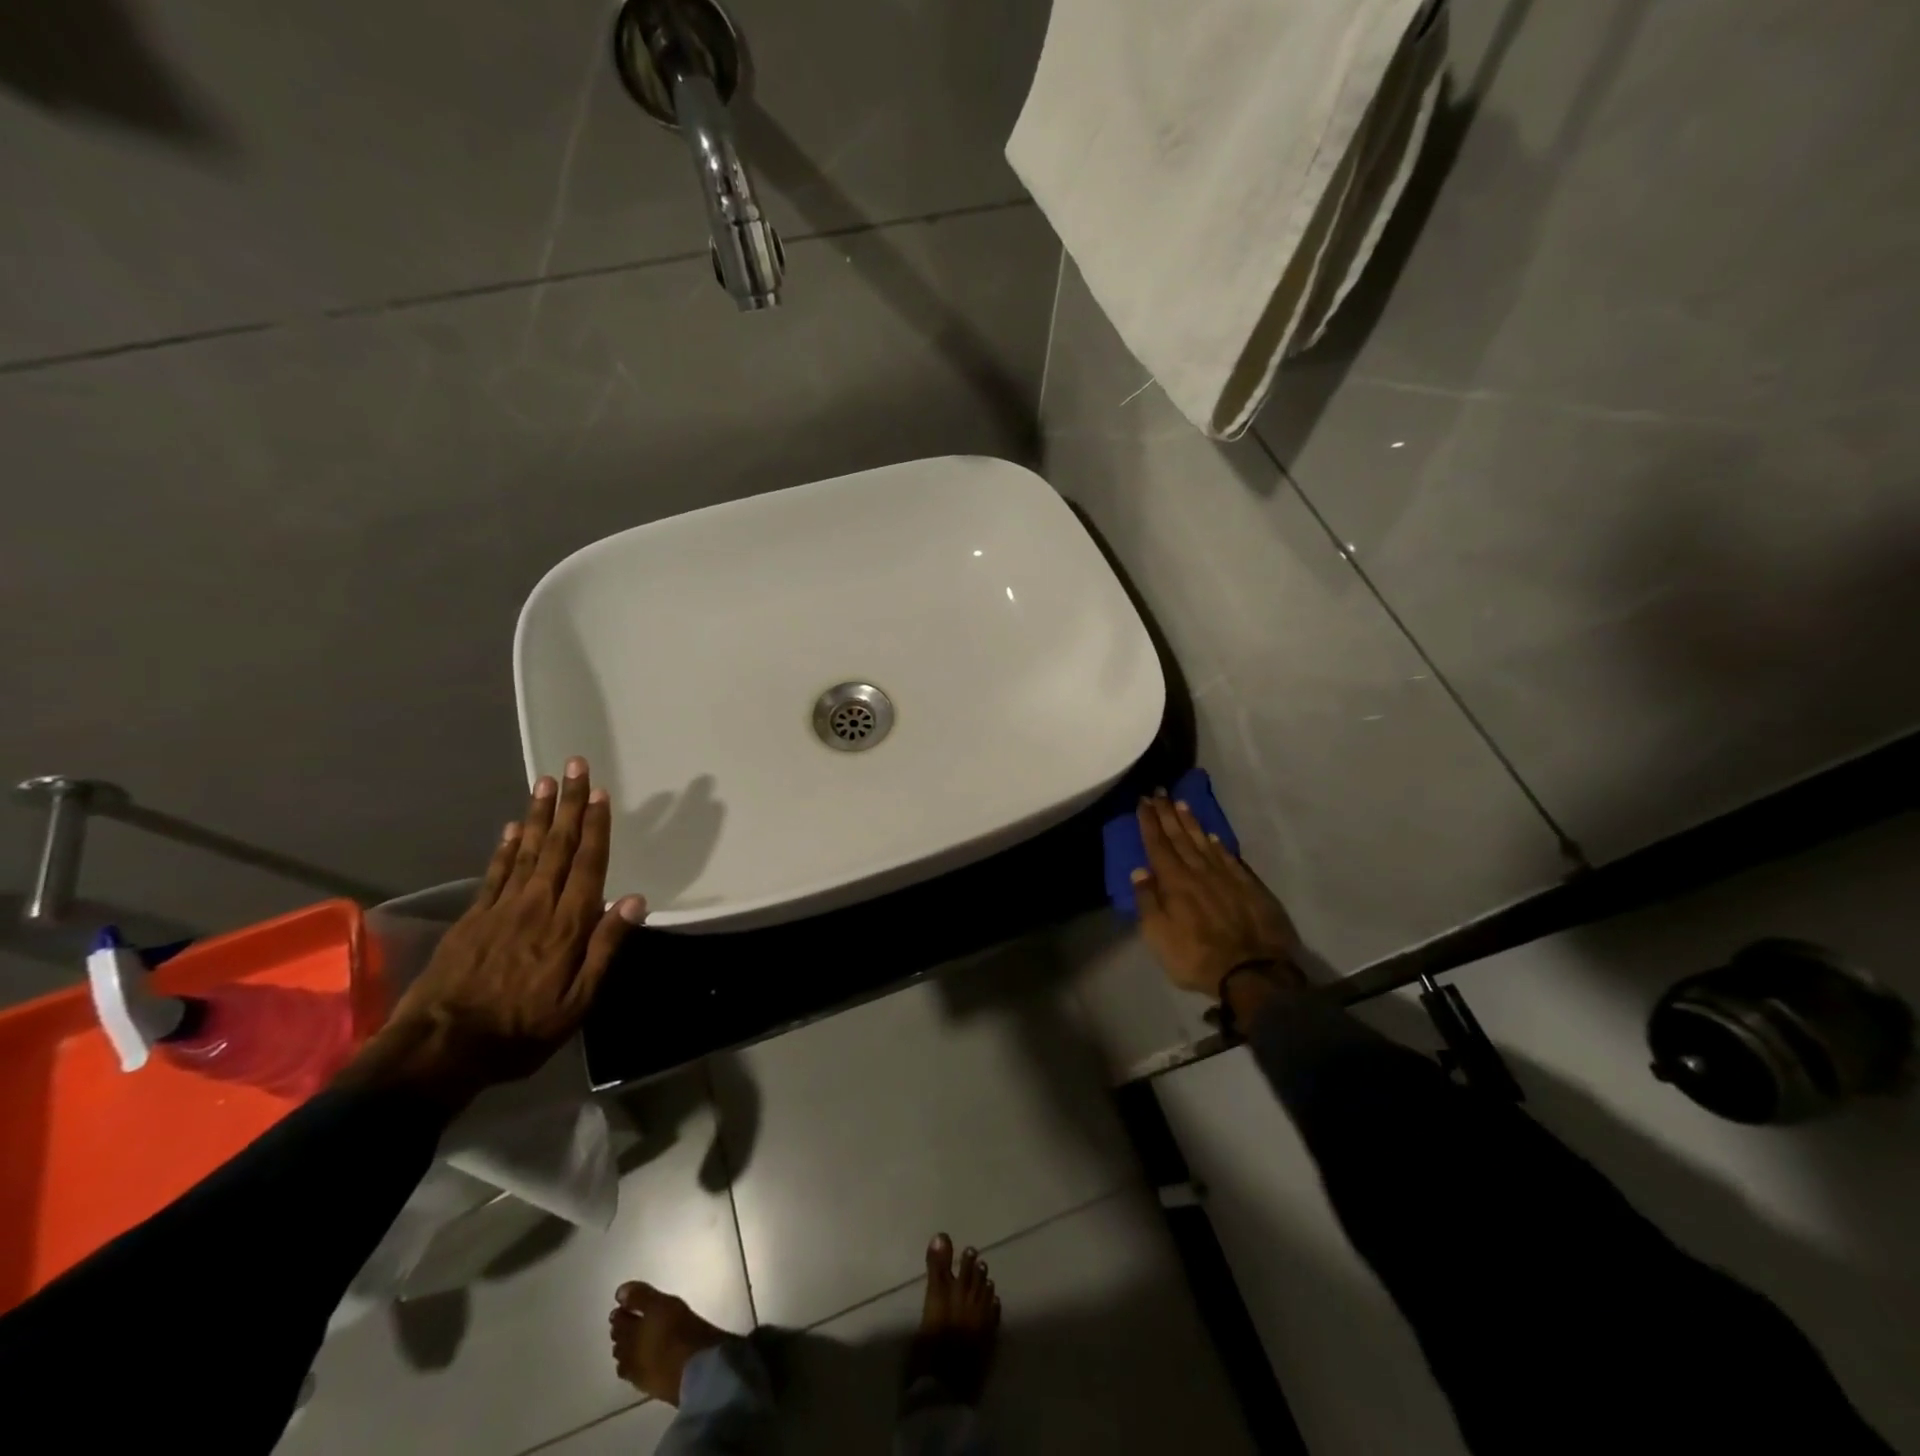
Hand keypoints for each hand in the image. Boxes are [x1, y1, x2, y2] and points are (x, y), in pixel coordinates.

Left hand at [347, 757, 647, 1108]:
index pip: (587, 864)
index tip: (600, 793)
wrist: (439, 1050)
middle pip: (557, 845)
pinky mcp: (473, 919)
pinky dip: (505, 847)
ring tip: (546, 781)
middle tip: (574, 765)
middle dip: (569, 804)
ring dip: (538, 814)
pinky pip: (494, 873)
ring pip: (526, 850)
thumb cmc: (521, 1031)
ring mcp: (500, 909)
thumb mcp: (578, 1002)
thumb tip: (635, 899)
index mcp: (567, 925)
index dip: (596, 827)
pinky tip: (511, 827)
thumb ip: (606, 948)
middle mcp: (536, 905)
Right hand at [1133, 793, 1302, 1000]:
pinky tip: (1213, 835)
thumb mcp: (1158, 936)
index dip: (1149, 823)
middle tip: (1159, 792)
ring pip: (1204, 841)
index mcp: (1174, 882)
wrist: (1253, 972)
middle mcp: (1199, 871)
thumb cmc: (1196, 957)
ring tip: (1181, 803)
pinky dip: (1218, 843)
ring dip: (1191, 822)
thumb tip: (1140, 871)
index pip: (1158, 845)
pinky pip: (1229, 856)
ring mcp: (1226, 876)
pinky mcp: (1248, 886)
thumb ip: (1147, 901)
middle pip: (1180, 837)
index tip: (1143, 801)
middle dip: (1167, 813)